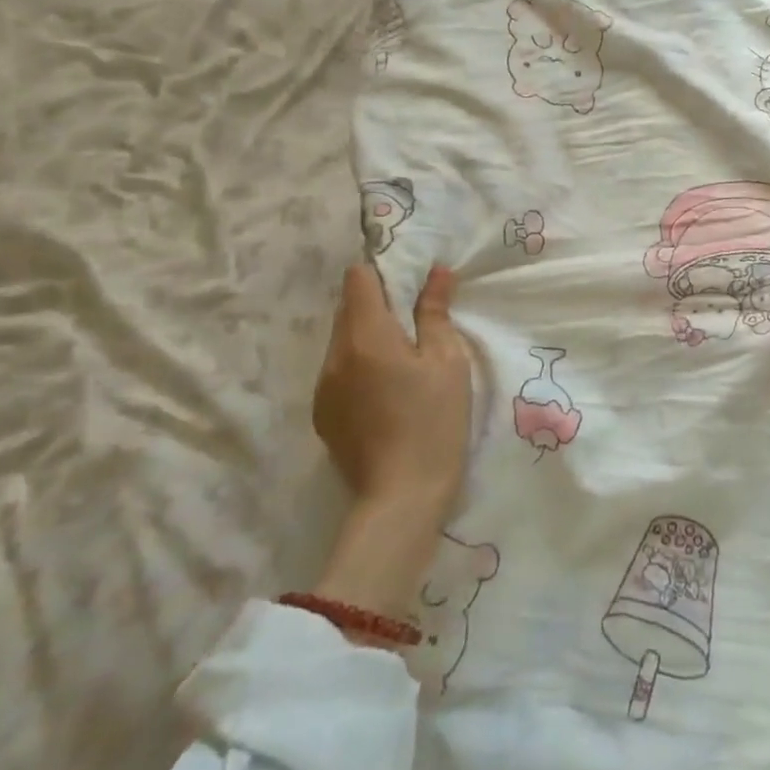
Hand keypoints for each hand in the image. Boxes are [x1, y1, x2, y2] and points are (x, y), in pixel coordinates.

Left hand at [312, 263, 471, 518]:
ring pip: (342, 339)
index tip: (409, 284)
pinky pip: (337, 370)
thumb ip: (436, 312)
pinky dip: (358, 366)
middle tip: (415, 322)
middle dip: (378, 304)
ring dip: (367, 336)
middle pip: (347, 307)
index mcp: (366, 336)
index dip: (383, 271)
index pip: (357, 278)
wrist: (401, 498)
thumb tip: (436, 272)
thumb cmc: (434, 422)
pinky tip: (385, 392)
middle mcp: (334, 355)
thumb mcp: (447, 362)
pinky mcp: (321, 413)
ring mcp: (322, 386)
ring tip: (402, 360)